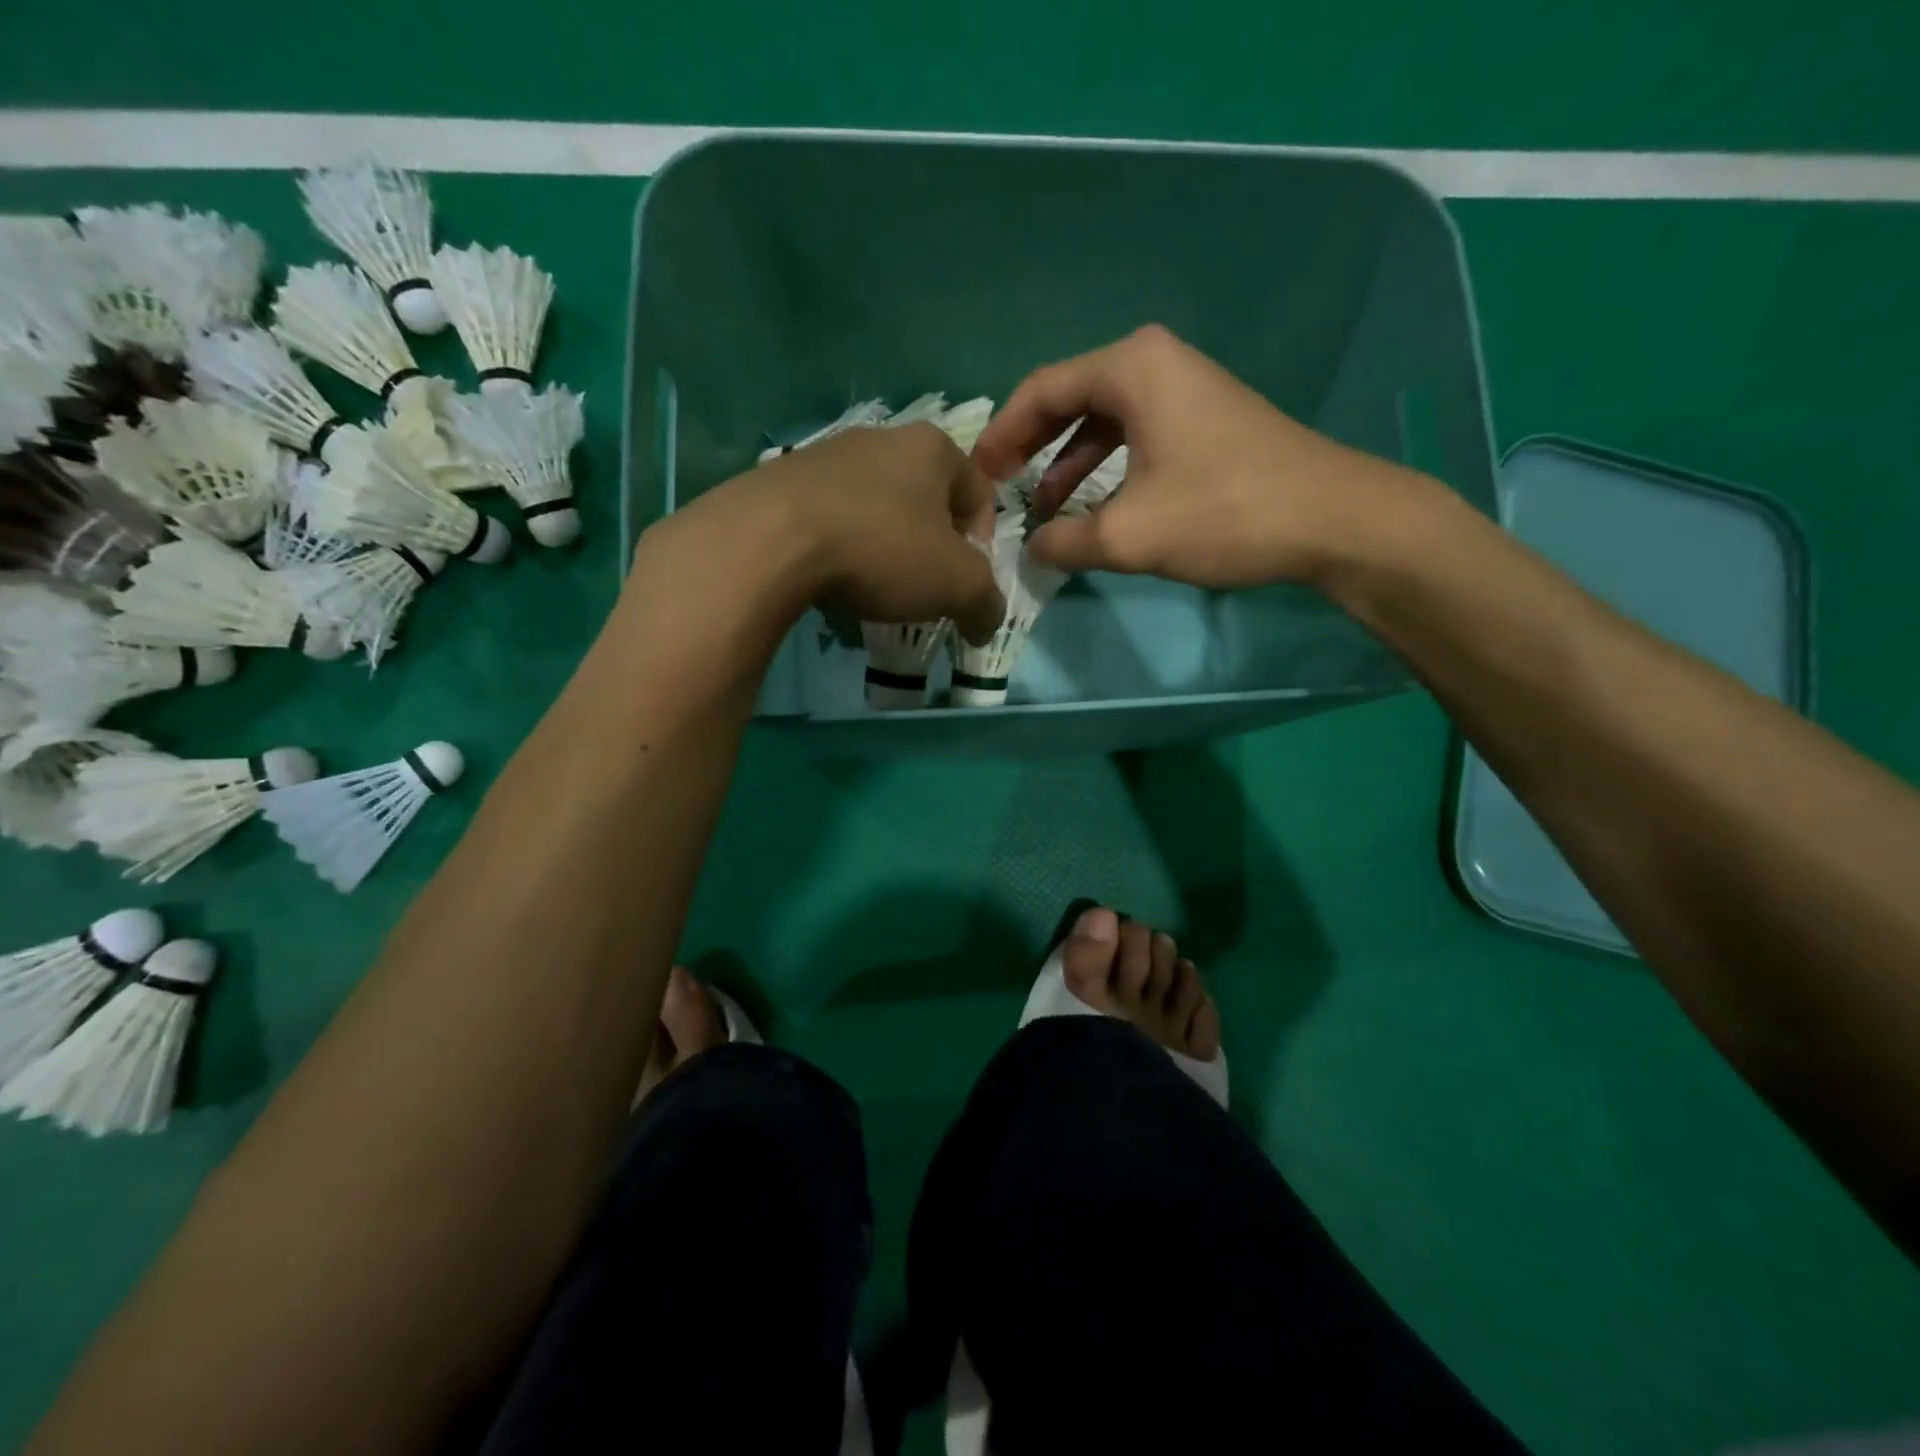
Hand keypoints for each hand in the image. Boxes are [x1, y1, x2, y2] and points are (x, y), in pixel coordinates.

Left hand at [666, 422, 1005, 644]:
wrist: (770, 540)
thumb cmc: (881, 550)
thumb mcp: (956, 586)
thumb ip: (985, 603)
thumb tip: (985, 624)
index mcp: (932, 448)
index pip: (979, 493)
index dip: (982, 544)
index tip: (964, 582)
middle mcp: (882, 438)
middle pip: (926, 499)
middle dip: (932, 546)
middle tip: (922, 588)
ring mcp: (827, 454)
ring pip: (876, 506)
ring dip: (885, 546)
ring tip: (872, 587)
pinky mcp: (783, 479)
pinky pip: (831, 516)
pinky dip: (841, 546)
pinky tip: (829, 577)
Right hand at [973, 325, 1434, 589]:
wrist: (1333, 519)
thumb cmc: (1224, 512)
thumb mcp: (1129, 535)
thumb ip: (1066, 542)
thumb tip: (1031, 549)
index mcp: (1130, 368)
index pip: (1041, 391)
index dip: (1002, 436)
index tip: (978, 476)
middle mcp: (1155, 363)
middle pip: (1069, 399)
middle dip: (1030, 447)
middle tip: (999, 488)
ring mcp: (1184, 389)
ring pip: (1103, 421)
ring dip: (1067, 464)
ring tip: (1043, 511)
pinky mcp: (1205, 419)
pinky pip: (1135, 435)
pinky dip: (1106, 469)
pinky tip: (1095, 508)